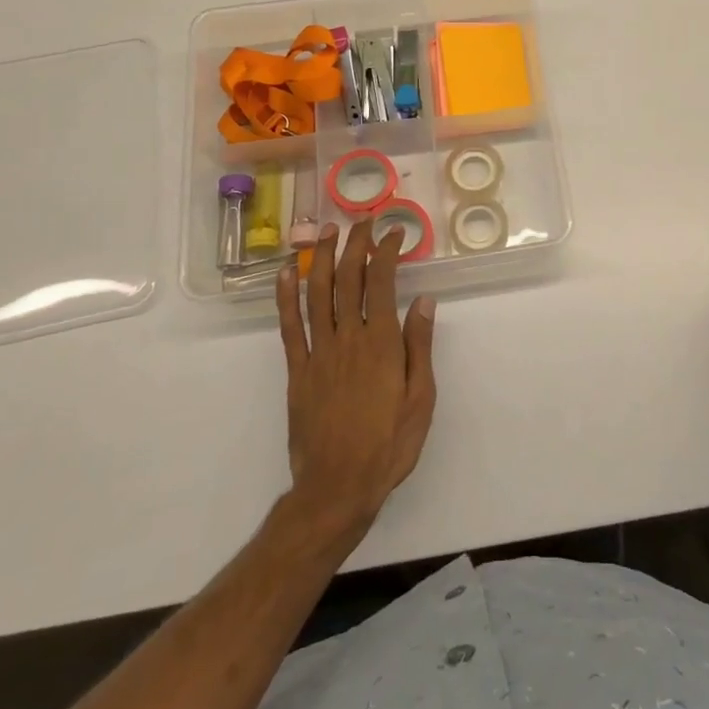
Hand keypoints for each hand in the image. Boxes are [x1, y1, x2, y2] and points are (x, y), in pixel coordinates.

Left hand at [277, 220, 436, 538]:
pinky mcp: (297, 371)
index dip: (386, 252)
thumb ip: (420, 346)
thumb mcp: (421, 398)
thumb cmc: (389, 445)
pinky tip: (284, 274)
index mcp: (382, 344)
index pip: (382, 283)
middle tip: (361, 222)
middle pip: (348, 280)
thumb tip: (423, 300)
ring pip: (317, 294)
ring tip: (326, 231)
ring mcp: (318, 353)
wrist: (337, 487)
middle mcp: (348, 338)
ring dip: (320, 258)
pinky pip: (289, 327)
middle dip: (354, 245)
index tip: (393, 233)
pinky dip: (285, 297)